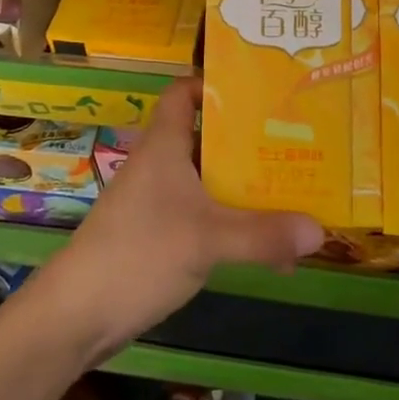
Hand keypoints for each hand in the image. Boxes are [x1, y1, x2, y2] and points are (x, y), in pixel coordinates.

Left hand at [32, 78, 324, 363]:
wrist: (77, 314)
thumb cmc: (139, 253)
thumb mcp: (208, 240)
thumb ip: (264, 235)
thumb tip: (321, 230)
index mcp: (164, 145)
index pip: (184, 93)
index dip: (215, 85)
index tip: (259, 90)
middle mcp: (161, 165)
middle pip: (207, 138)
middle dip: (249, 141)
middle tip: (296, 142)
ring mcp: (158, 201)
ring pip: (209, 181)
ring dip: (245, 188)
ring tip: (294, 192)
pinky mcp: (159, 235)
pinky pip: (204, 216)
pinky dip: (233, 223)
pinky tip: (267, 248)